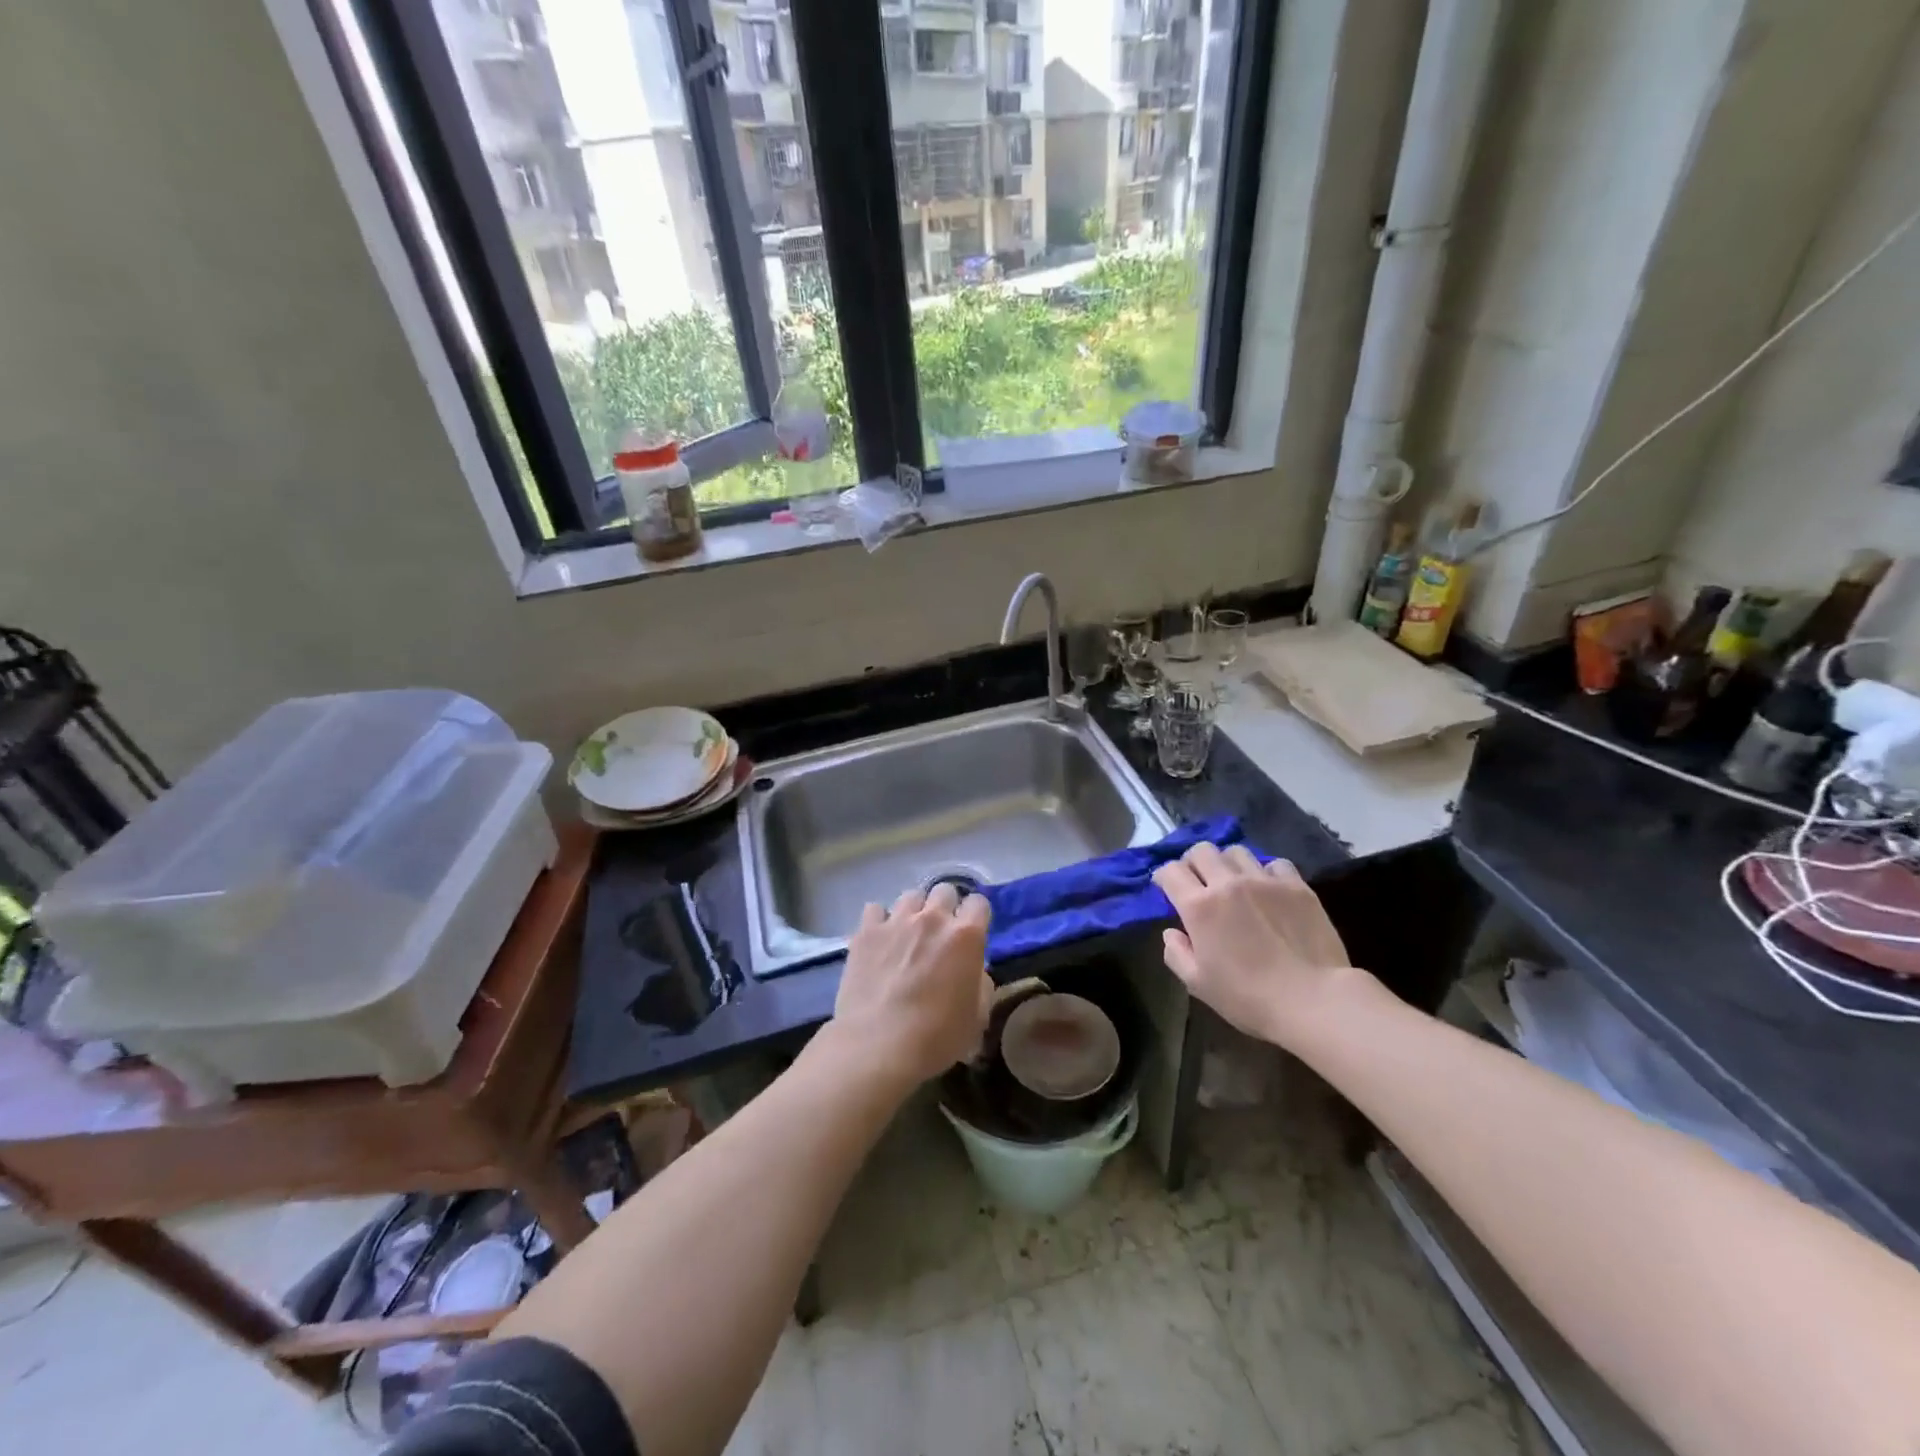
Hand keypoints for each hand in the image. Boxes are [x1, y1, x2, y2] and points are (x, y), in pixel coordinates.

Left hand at [831, 883, 993, 1087]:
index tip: (972, 934)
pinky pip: (875, 910)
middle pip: (945, 890)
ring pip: (911, 896)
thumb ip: (980, 983)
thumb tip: (972, 970)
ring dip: (914, 911)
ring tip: (908, 934)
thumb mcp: (976, 1017)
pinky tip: (879, 940)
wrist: (878, 1046)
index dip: (976, 917)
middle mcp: (932, 919)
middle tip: (939, 934)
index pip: (979, 903)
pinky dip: (880, 921)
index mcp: (966, 936)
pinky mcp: (866, 932)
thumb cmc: (936, 1037)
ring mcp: (896, 921)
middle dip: (945, 908)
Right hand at [1152, 843, 1359, 1046]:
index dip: (1164, 877)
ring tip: (1234, 882)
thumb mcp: (1198, 984)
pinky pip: (1274, 864)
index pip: (1170, 871)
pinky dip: (1265, 872)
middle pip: (1201, 850)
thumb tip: (1172, 933)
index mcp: (1199, 906)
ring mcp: (1264, 880)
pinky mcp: (1296, 886)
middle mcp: (1228, 883)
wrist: (1313, 1000)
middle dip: (1193, 862)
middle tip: (1198, 882)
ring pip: (1236, 851)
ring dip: (1228, 863)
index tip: (1167, 889)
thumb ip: (1176, 953)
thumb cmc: (1249, 997)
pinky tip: (1269, 889)